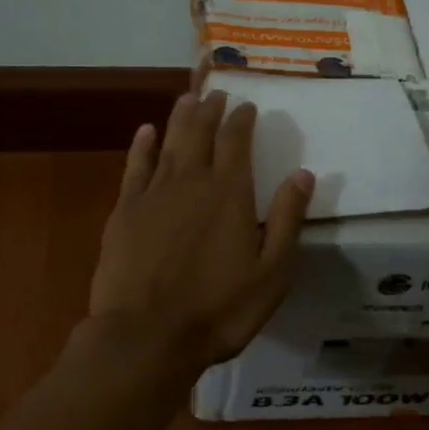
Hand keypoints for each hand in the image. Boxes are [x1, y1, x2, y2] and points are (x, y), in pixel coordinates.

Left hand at [86, 90, 313, 375]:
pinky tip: (146, 131)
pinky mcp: (125, 210)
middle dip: (211, 110)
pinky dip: (142, 145)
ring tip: (188, 98)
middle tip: (217, 94)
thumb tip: (303, 173)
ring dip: (180, 117)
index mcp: (230, 193)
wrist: (146, 335)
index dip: (242, 119)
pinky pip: (135, 166)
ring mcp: (154, 193)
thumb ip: (287, 219)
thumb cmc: (218, 309)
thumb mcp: (271, 273)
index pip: (237, 141)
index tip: (247, 106)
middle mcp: (191, 181)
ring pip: (169, 141)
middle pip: (201, 133)